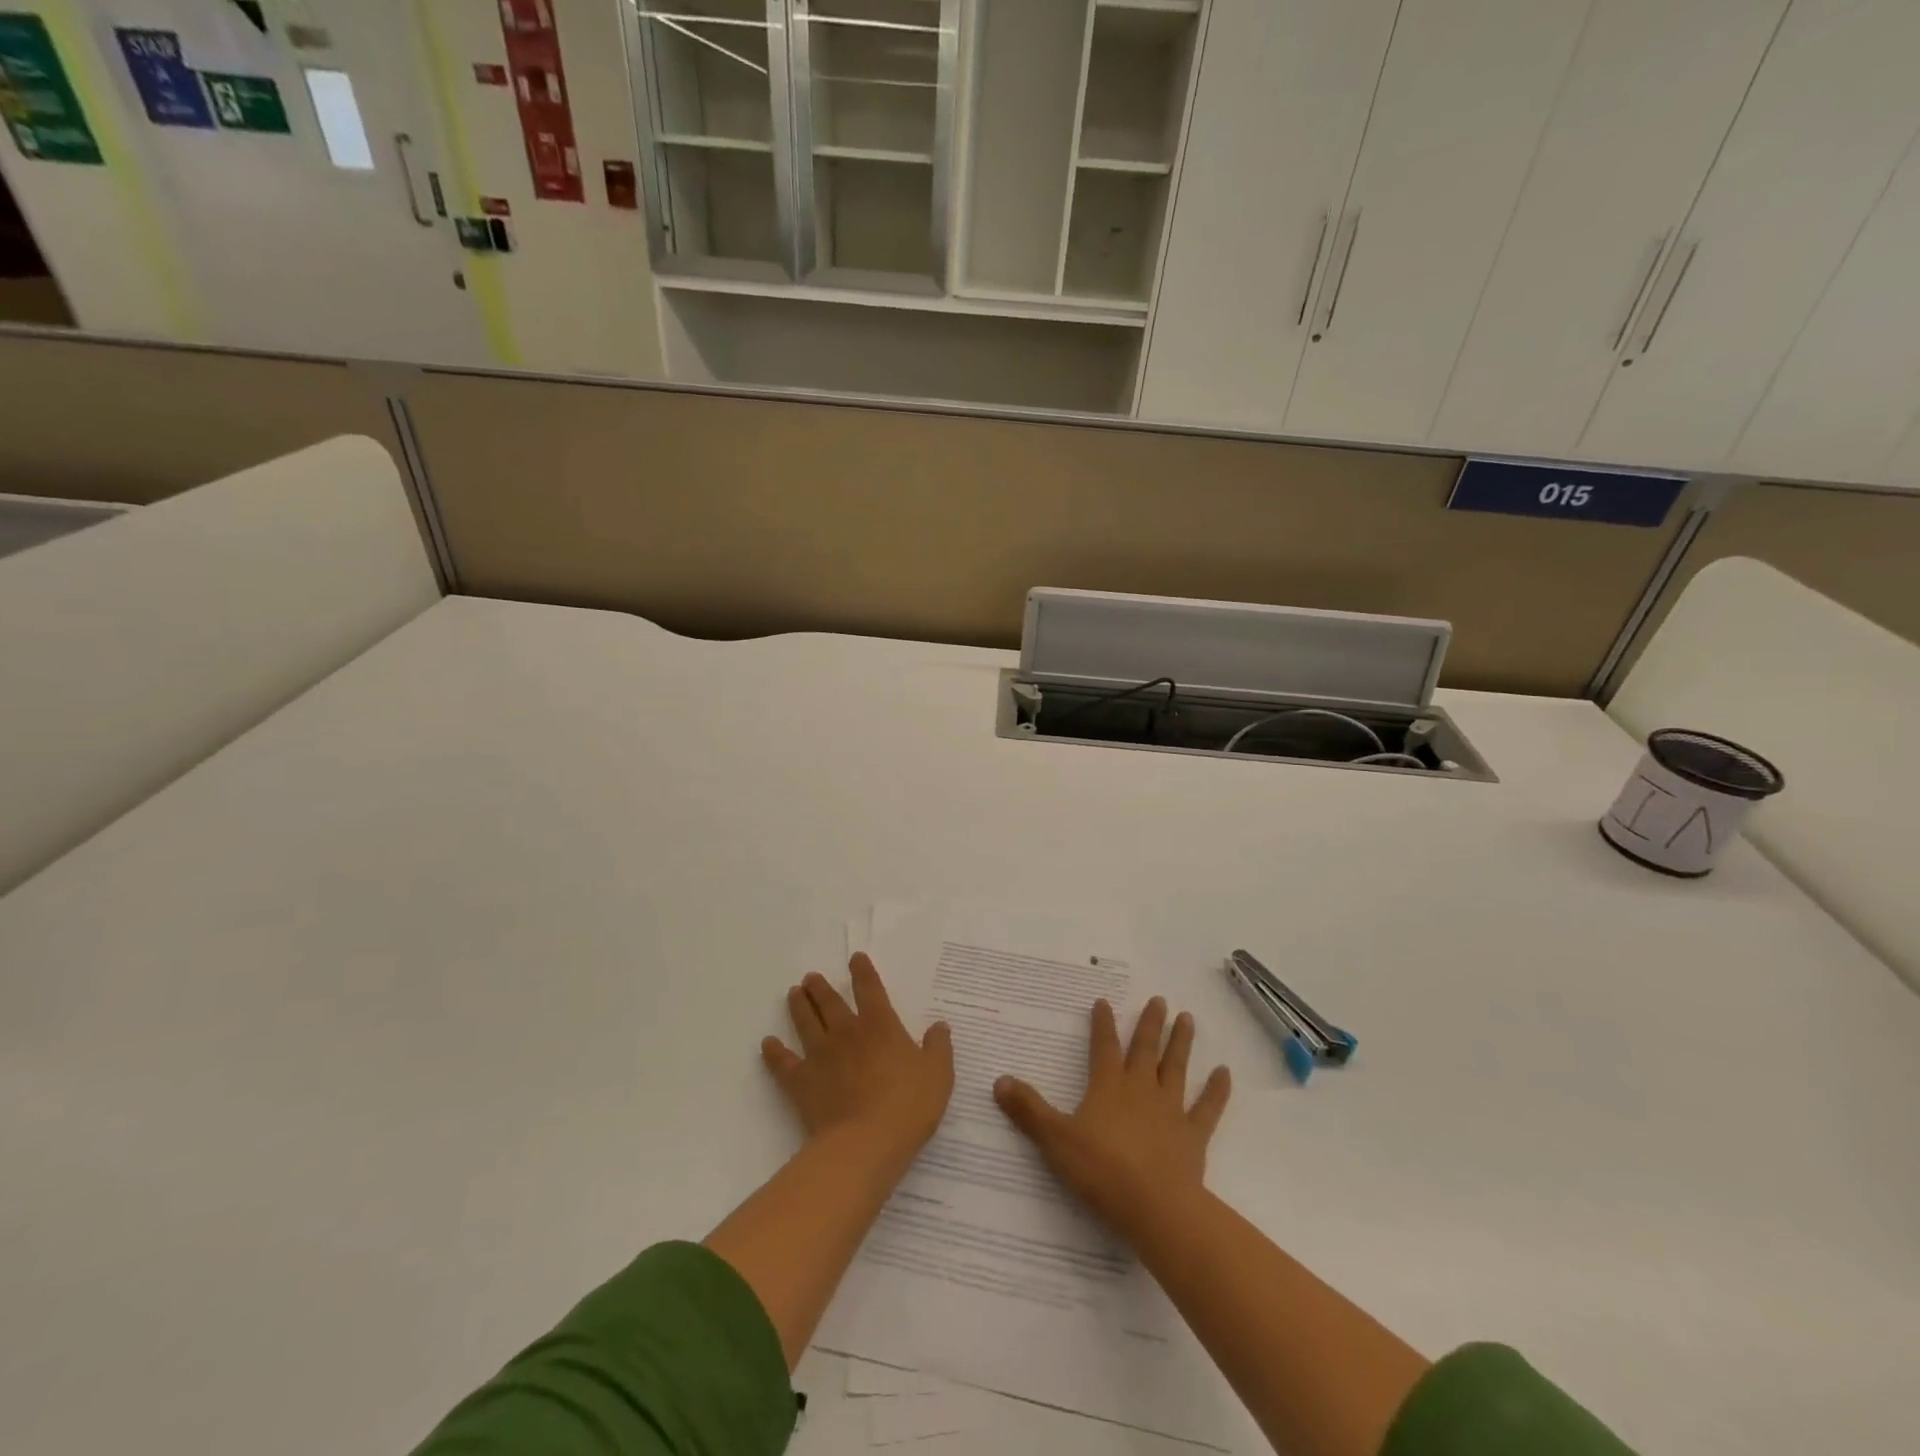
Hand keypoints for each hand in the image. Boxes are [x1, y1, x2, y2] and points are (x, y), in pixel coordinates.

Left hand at [763, 954, 953, 1171]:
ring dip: (799, 1006)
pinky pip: (783, 1063)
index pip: (870, 989)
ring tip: (793, 993)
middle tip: (810, 977)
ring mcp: (820, 1055)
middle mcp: (847, 1032)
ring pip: (806, 1022)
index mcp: (880, 1025)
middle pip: (830, 1002)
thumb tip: (939, 1026)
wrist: (865, 1143)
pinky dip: (774, 1052)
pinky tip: (767, 1044)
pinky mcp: (801, 1082)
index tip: (855, 958)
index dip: (863, 972)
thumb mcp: (938, 1075)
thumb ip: (938, 1047)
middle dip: (821, 987)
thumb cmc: (908, 1106)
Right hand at [994, 997, 1229, 1239]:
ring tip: (1187, 1018)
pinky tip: (1224, 1073)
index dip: (1102, 1024)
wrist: (1154, 1207)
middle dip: (1150, 1024)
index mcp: (1108, 1086)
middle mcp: (1140, 1089)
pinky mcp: (1193, 1136)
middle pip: (1145, 1049)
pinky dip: (1216, 1090)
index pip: (1103, 1046)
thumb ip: (1028, 1110)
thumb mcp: (1055, 1139)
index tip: (1104, 1002)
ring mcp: (1170, 1110)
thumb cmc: (1101, 1170)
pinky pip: (1207, 1107)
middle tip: (1159, 1000)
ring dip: (1181, 1043)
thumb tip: (998, 1081)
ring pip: (1176, 1068)